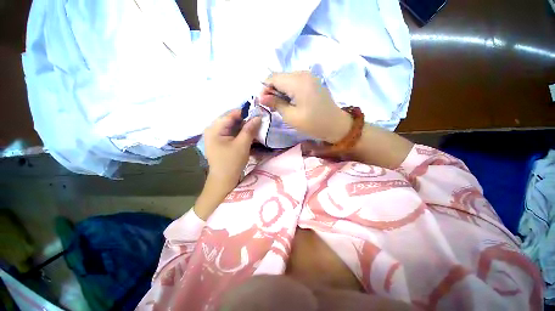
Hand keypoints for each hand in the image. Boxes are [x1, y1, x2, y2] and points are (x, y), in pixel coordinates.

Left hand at [204, 109, 260, 189]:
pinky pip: (232, 133)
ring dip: (244, 127)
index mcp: (214, 129)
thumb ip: (249, 129)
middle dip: (245, 121)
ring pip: (233, 127)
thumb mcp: (242, 145)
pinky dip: (241, 133)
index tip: (258, 114)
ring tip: (256, 128)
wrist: (224, 180)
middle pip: (231, 120)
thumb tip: (258, 117)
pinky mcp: (221, 142)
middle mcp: (213, 130)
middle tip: (259, 122)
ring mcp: (216, 136)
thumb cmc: (232, 162)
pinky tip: (249, 135)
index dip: (245, 113)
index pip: (231, 114)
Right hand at [260, 71, 351, 143]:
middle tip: (272, 106)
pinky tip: (291, 102)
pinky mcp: (312, 81)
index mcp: (298, 81)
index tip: (263, 103)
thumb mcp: (291, 116)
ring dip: (280, 91)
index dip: (264, 89)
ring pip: (286, 79)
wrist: (335, 125)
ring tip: (281, 105)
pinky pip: (295, 82)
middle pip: (279, 77)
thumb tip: (261, 97)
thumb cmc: (313, 123)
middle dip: (272, 90)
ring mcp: (309, 76)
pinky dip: (289, 91)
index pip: (273, 77)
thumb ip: (275, 103)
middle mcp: (303, 73)